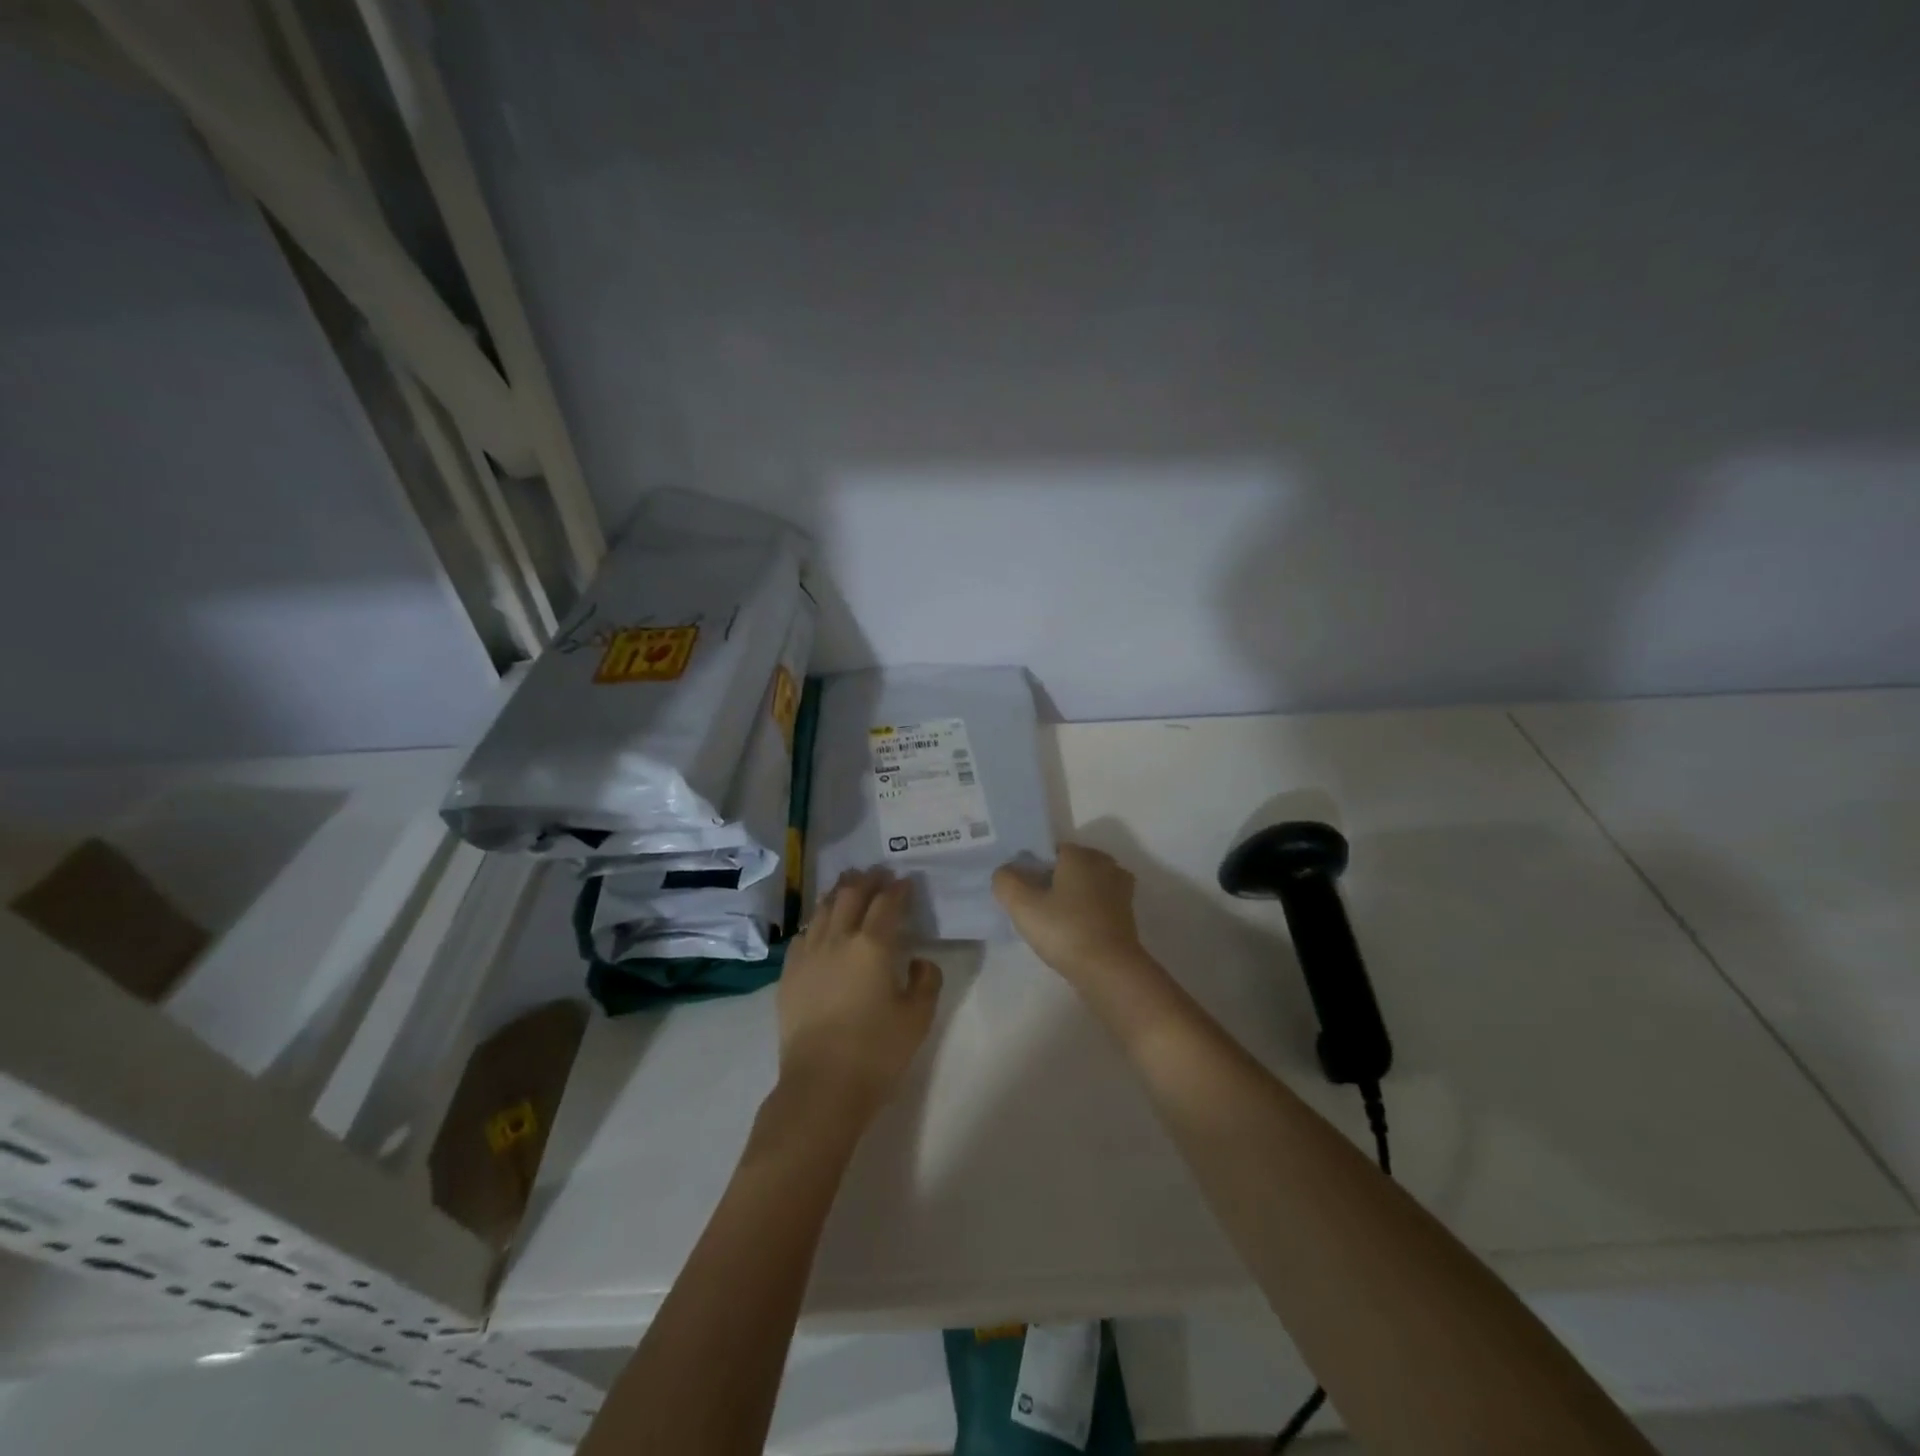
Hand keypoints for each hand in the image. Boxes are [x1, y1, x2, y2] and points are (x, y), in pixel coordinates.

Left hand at [776, 867, 942, 1121]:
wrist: (820, 1086)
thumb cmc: (876, 1052)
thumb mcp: (917, 1019)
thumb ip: (926, 981)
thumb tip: (918, 960)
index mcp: (873, 945)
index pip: (887, 904)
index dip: (898, 889)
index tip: (906, 881)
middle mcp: (838, 939)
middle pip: (851, 895)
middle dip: (868, 880)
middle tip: (879, 873)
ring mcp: (808, 954)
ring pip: (824, 909)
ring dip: (840, 892)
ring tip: (849, 883)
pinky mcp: (789, 974)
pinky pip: (803, 934)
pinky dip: (816, 920)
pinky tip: (820, 924)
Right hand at [991, 844, 1153, 984]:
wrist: (1110, 971)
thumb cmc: (1065, 930)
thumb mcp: (1022, 905)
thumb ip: (1006, 881)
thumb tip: (1005, 872)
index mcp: (1081, 854)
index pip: (1049, 851)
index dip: (1032, 869)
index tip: (1022, 892)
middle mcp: (1105, 864)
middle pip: (1069, 867)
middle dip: (1052, 882)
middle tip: (1034, 907)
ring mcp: (1120, 889)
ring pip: (1085, 886)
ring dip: (1070, 898)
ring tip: (1052, 922)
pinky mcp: (1127, 914)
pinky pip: (1098, 904)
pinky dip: (1085, 912)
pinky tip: (1072, 931)